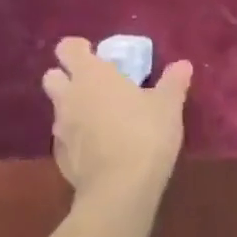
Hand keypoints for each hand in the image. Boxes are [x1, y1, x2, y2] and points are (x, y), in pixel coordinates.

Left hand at [41, 38, 192, 200]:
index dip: (79, 49)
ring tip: (102, 118)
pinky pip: (65, 139)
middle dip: (68, 77)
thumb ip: (173, 82)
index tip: (97, 54)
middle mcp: (69, 97)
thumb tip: (182, 64)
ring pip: (58, 109)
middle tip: (96, 85)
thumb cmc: (145, 134)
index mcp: (91, 76)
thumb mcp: (168, 106)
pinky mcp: (60, 158)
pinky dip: (78, 138)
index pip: (68, 48)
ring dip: (73, 108)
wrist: (120, 188)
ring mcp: (60, 129)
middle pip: (53, 77)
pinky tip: (100, 148)